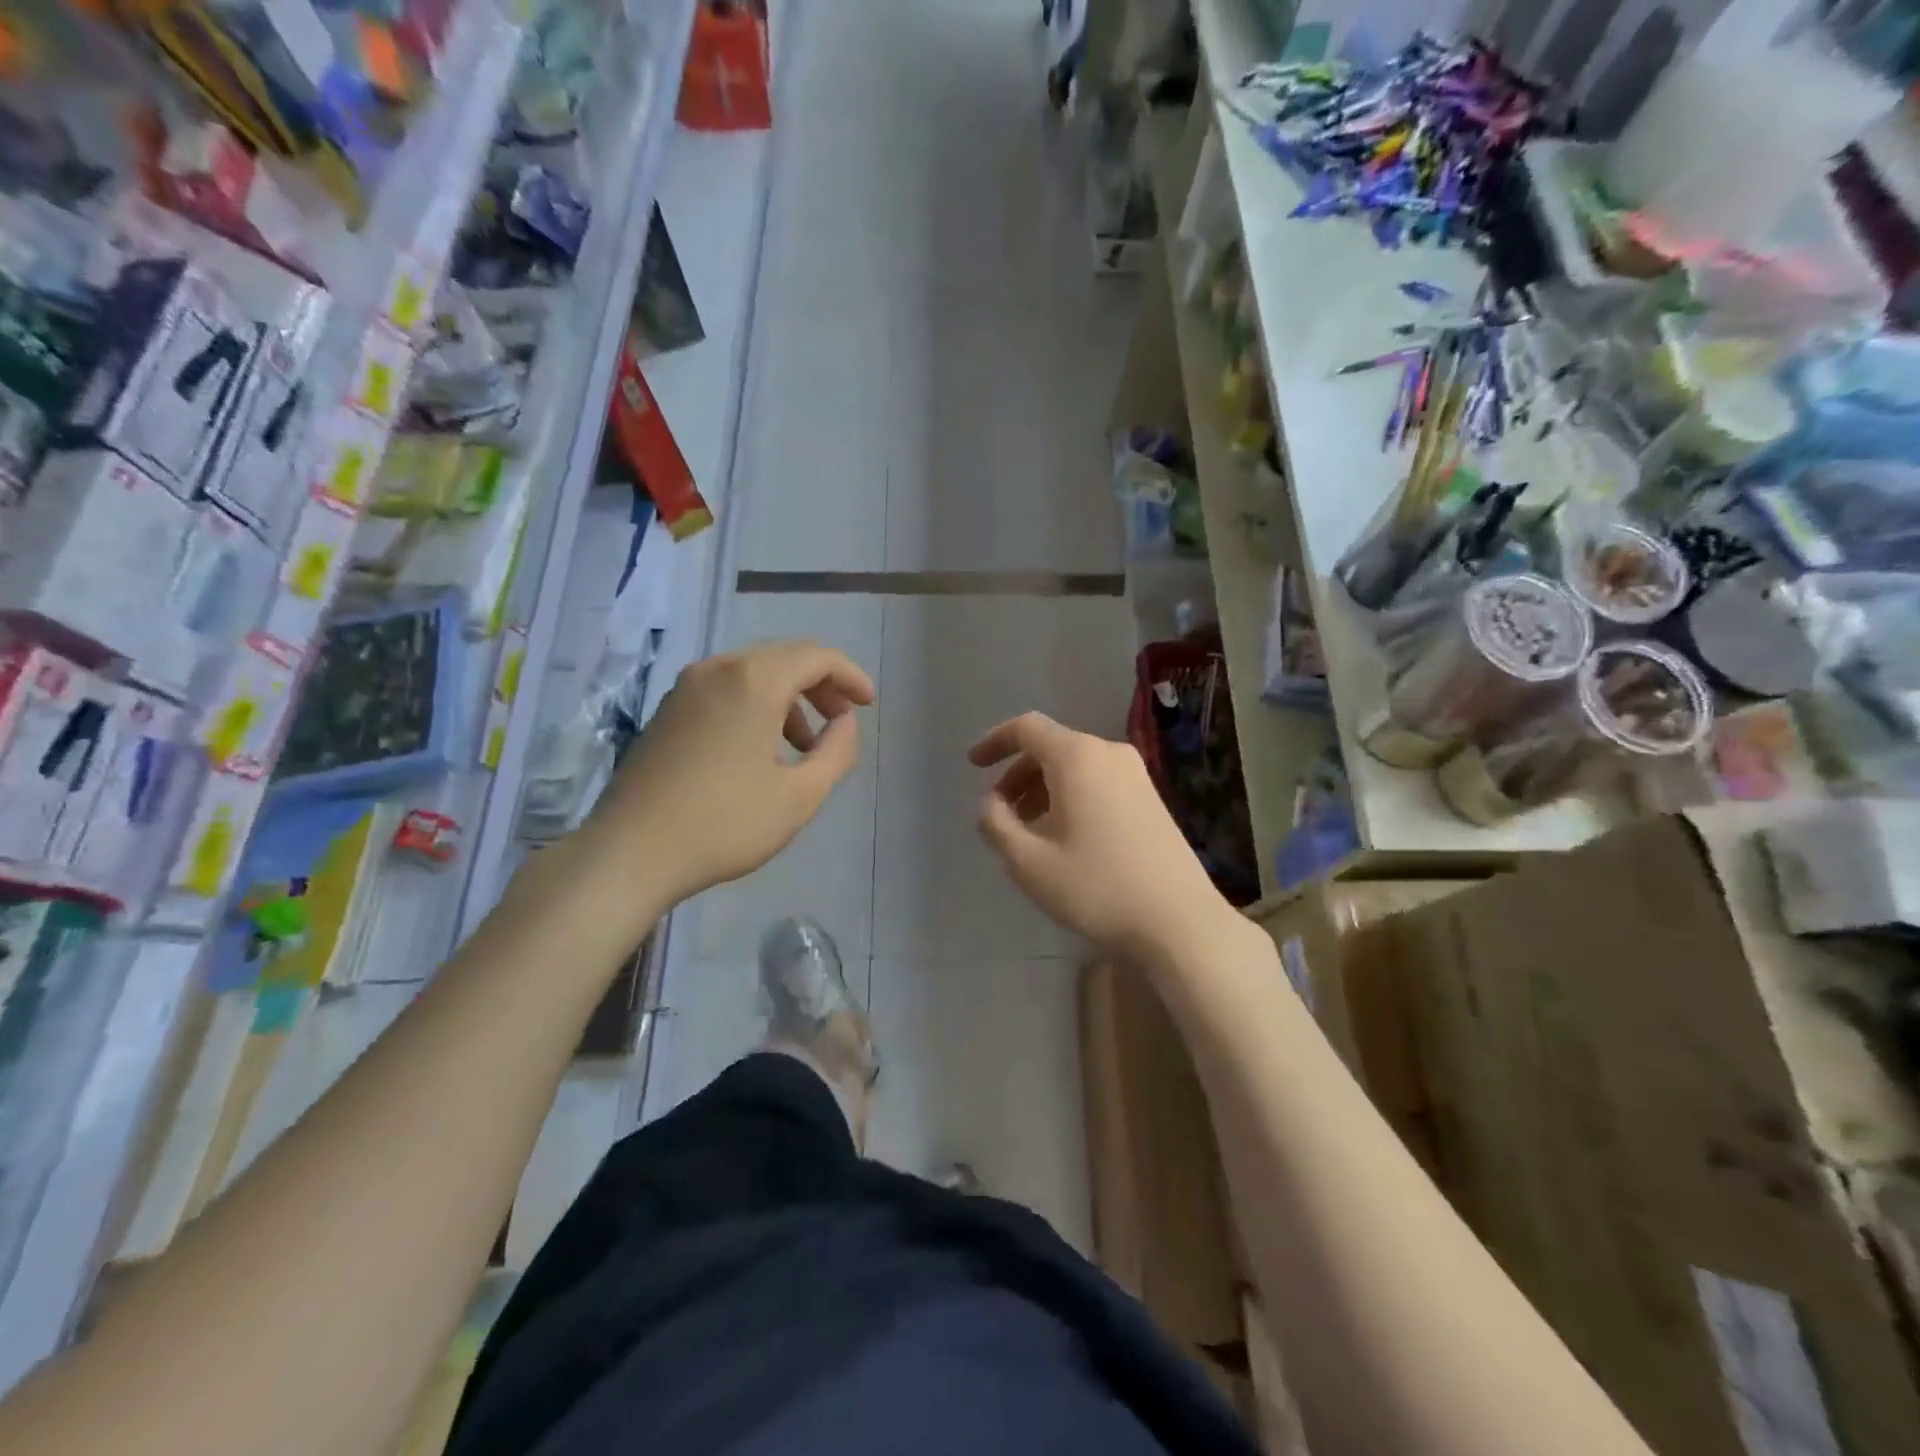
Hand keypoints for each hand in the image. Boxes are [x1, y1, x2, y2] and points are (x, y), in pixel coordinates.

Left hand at [583, 641, 874, 906]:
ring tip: (804, 745)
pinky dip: (756, 705)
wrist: (629, 853)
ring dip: (789, 698)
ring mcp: (687, 687)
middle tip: (843, 720)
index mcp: (754, 681)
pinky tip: (761, 749)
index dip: (850, 676)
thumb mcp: (800, 795)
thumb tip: (845, 722)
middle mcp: (718, 668)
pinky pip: (726, 689)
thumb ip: (837, 751)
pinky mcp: (668, 710)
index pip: (816, 656)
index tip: (868, 705)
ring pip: (753, 673)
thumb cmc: (725, 824)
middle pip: (784, 658)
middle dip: (821, 685)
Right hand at [969, 712, 1234, 960]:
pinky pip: (1098, 781)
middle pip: (1051, 747)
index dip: (995, 742)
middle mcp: (1108, 753)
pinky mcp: (1151, 797)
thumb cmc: (1096, 888)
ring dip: (1043, 788)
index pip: (1027, 728)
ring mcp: (1136, 774)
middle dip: (1018, 774)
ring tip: (1028, 829)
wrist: (1179, 921)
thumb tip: (991, 803)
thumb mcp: (1028, 862)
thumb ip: (996, 824)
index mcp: (1077, 758)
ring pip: (1075, 766)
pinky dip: (1071, 796)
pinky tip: (1065, 836)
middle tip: (999, 811)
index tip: (973, 766)